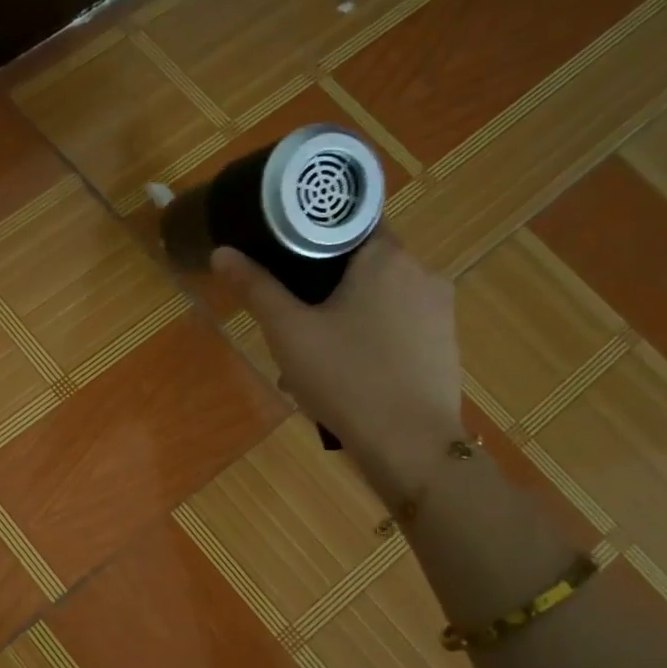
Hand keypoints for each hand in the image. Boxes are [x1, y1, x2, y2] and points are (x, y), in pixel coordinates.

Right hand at [211, 237, 463, 502]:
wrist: (411, 446)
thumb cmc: (346, 379)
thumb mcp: (289, 333)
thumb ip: (256, 288)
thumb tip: (222, 251)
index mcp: (386, 258)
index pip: (350, 221)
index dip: (314, 234)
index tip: (284, 255)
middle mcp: (422, 273)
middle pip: (363, 262)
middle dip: (325, 286)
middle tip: (291, 318)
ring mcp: (440, 310)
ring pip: (380, 298)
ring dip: (346, 315)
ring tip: (313, 354)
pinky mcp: (445, 344)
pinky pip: (398, 327)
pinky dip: (370, 338)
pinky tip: (347, 373)